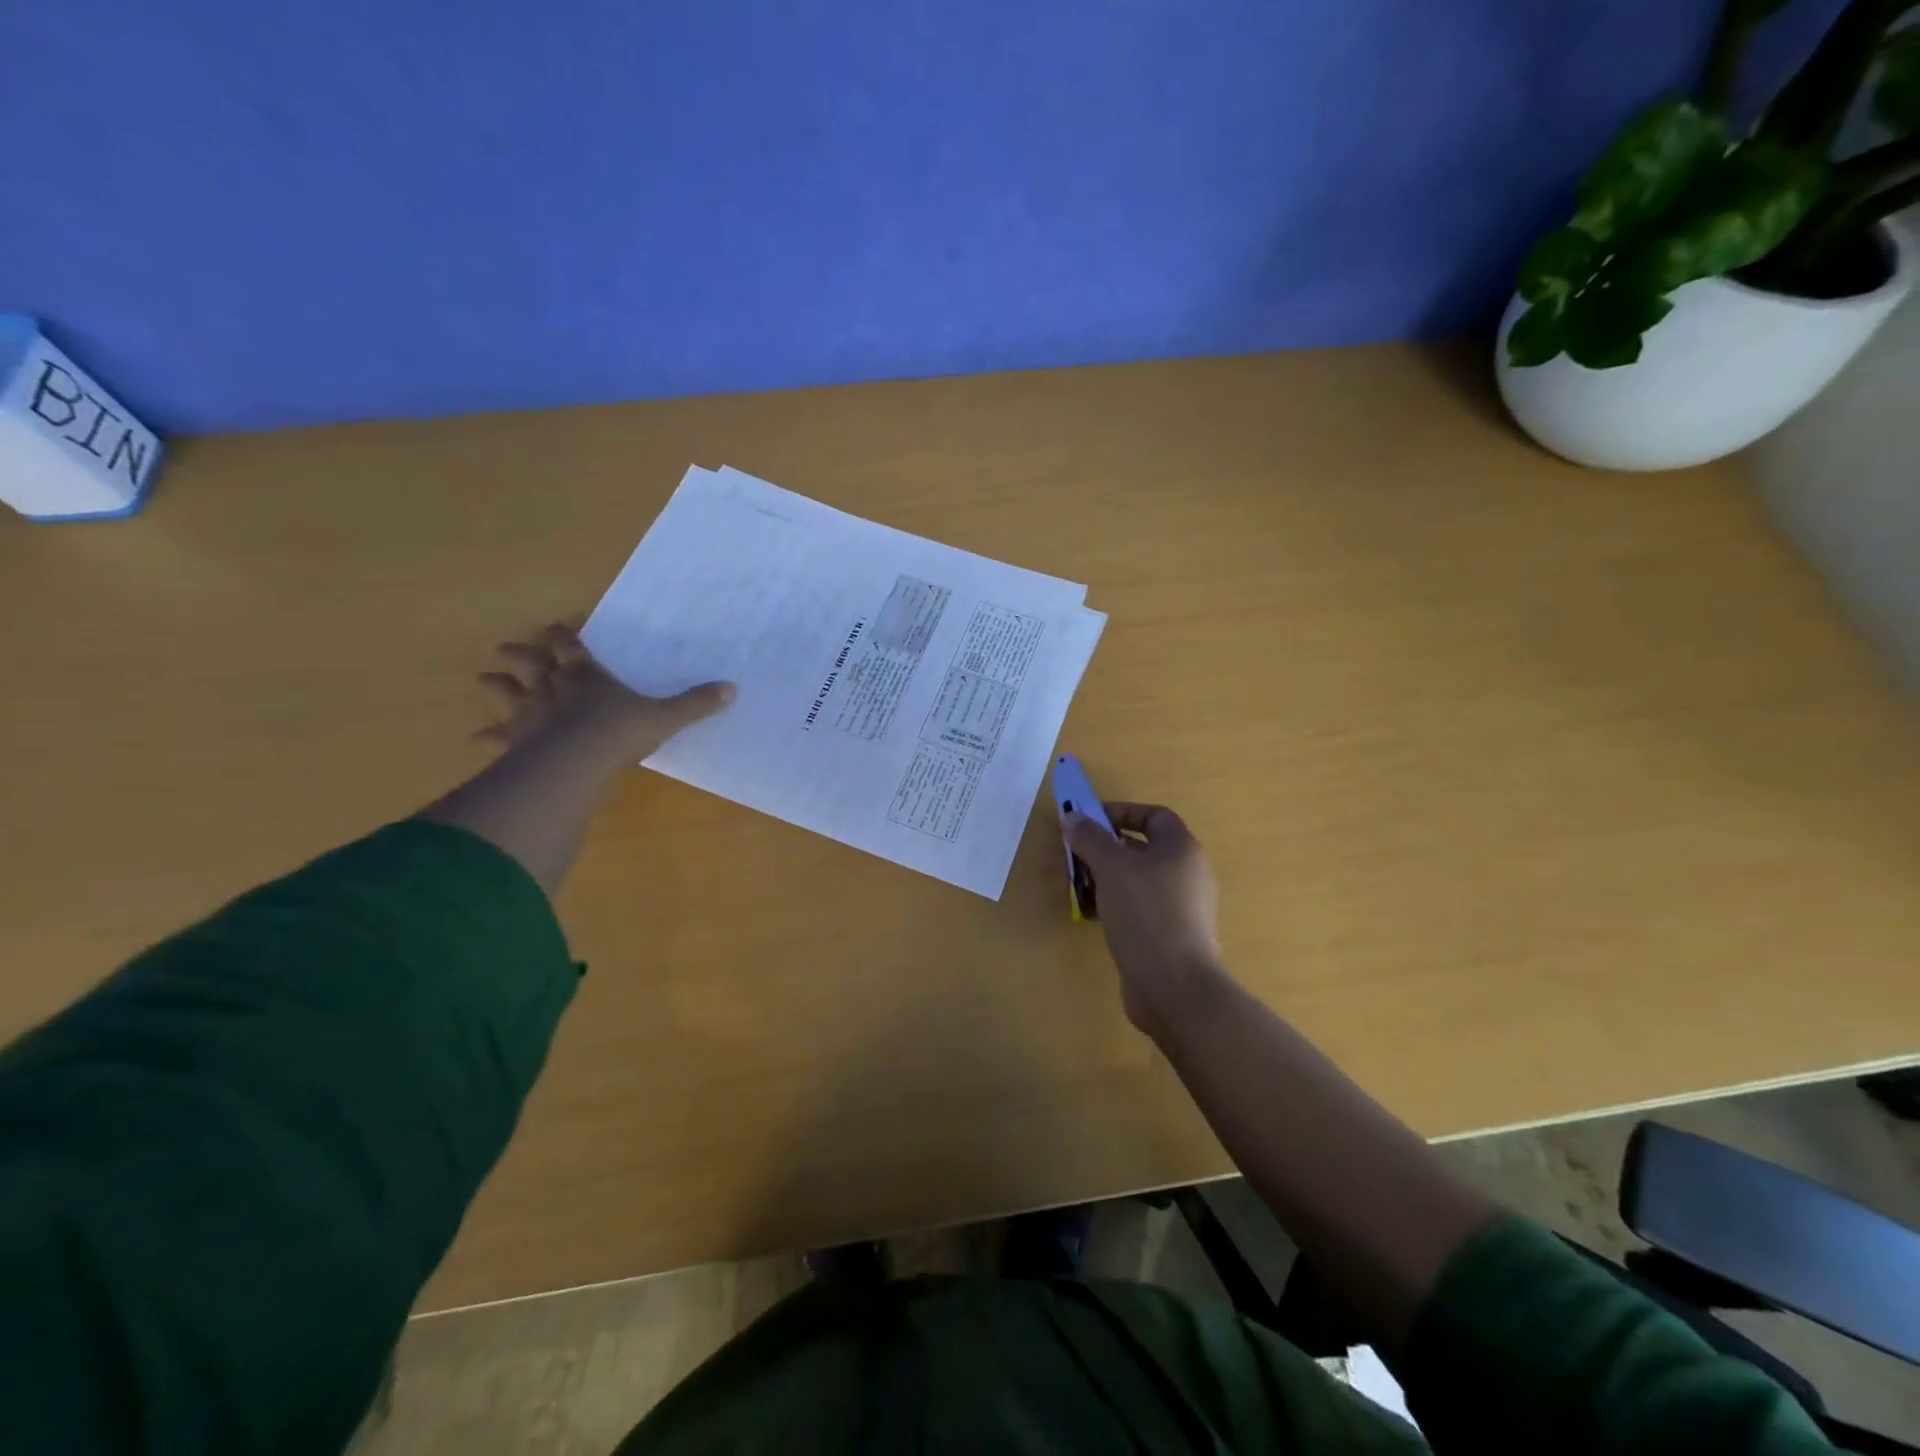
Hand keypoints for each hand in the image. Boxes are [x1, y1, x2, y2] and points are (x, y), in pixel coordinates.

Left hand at [478, 622, 734, 760]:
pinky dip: (487, 736)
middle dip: (520, 655)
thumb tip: (731, 689)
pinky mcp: (516, 741)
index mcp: (586, 674)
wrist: (578, 761)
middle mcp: (552, 687)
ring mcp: (530, 714)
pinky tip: (477, 738)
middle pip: (530, 663)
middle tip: (510, 649)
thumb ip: (694, 704)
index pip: (568, 645)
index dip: (562, 635)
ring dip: (497, 685)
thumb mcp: (665, 717)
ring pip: (506, 692)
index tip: (558, 628)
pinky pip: (496, 736)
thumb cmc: (620, 730)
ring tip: (487, 679)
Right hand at [1063, 802, 1223, 1036]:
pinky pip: (1138, 908)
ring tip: (1078, 887)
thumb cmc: (1145, 913)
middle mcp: (1186, 873)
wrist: (1174, 985)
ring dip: (1105, 879)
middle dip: (1105, 849)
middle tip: (1075, 857)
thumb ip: (1090, 838)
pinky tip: (1092, 916)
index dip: (1121, 812)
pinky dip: (1115, 905)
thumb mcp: (1111, 867)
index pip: (1154, 815)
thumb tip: (1073, 818)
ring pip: (1136, 880)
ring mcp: (1181, 907)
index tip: (1088, 822)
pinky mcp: (1169, 934)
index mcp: (1181, 849)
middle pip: (1141, 848)